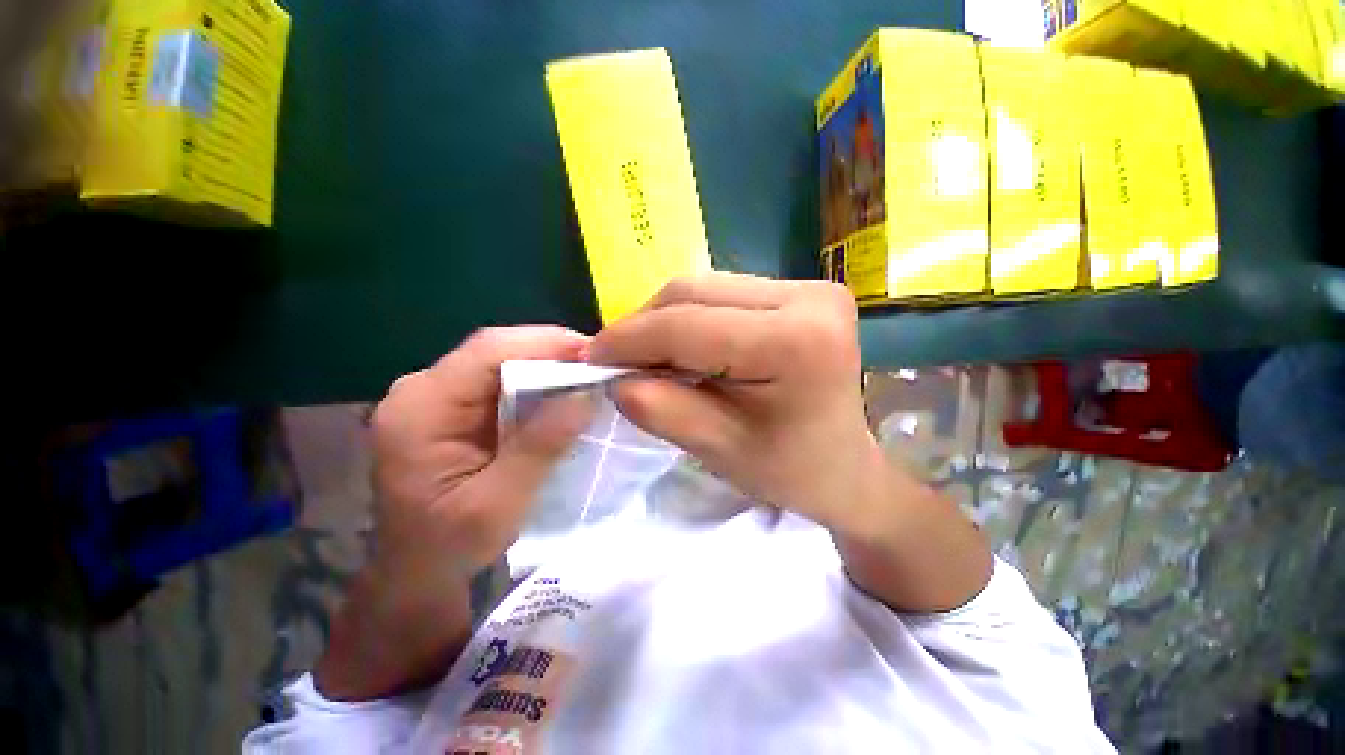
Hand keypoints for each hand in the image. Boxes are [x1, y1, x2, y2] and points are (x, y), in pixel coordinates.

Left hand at [370, 326, 595, 580]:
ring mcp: (435, 396)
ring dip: (546, 368)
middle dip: (551, 354)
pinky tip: (561, 396)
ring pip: (500, 363)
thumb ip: (541, 446)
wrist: (416, 575)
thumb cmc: (449, 547)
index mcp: (420, 408)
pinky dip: (535, 385)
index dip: (545, 343)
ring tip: (588, 378)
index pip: (487, 351)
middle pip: (494, 351)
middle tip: (599, 366)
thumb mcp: (499, 503)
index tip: (594, 353)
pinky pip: (500, 382)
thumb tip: (587, 394)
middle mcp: (421, 390)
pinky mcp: (451, 408)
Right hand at [588, 273, 882, 536]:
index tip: (590, 359)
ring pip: (705, 288)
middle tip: (614, 361)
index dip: (629, 339)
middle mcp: (809, 297)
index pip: (689, 325)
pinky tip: (682, 347)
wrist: (846, 467)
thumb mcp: (719, 450)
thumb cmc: (791, 470)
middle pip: (695, 292)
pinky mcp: (801, 291)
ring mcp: (810, 287)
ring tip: (646, 357)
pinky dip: (691, 319)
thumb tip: (614, 375)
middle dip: (644, 327)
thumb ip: (661, 409)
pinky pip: (724, 294)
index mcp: (796, 340)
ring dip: (665, 321)